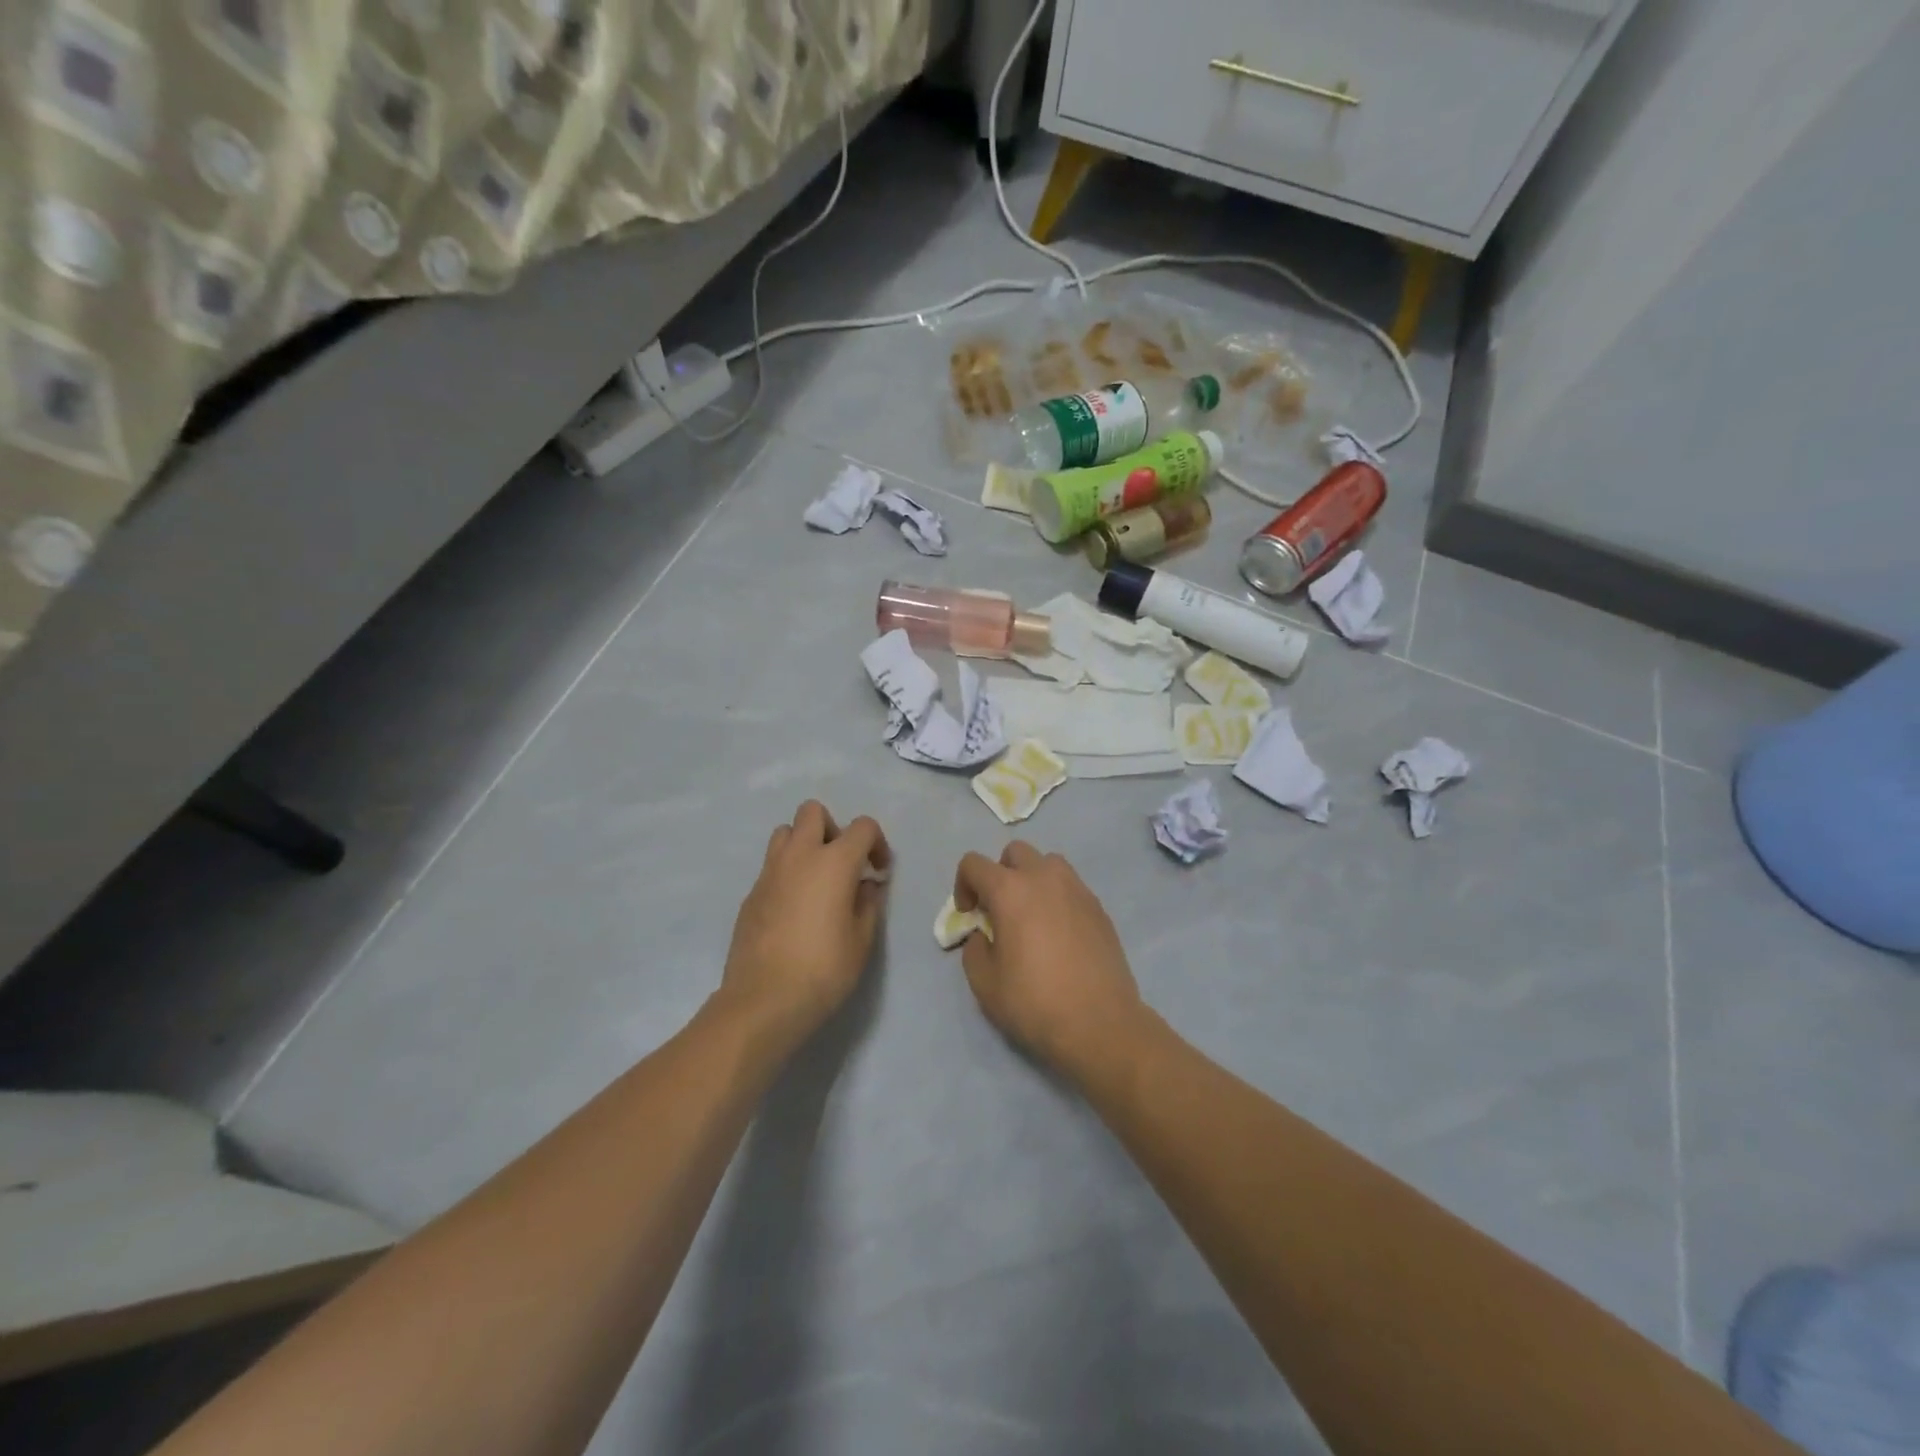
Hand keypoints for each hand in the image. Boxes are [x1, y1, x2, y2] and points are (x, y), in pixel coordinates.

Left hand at [718, 801, 889, 1054]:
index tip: (879, 872)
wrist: (763, 1001)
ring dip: (804, 845)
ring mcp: (769, 873)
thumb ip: (868, 904)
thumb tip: (864, 885)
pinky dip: (787, 873)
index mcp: (833, 862)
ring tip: (816, 880)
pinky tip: (794, 909)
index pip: (862, 826)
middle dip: (832, 829)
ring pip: (785, 832)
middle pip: (813, 812)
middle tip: (842, 864)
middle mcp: (799, 856)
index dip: (877, 844)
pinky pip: (771, 866)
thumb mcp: (862, 940)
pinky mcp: (750, 894)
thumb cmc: (823, 970)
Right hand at [952, 842, 1146, 1083]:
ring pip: (1048, 863)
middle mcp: (1044, 878)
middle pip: (1015, 852)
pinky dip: (1057, 897)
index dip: (963, 885)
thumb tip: (985, 934)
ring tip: (1031, 916)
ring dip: (1032, 879)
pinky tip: (1059, 934)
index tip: (969, 915)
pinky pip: (1071, 886)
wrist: (1100, 1024)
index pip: (974, 863)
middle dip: (1000, 874)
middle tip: (1000, 910)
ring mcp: (1077, 889)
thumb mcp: (985, 983)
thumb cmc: (1035, 1003)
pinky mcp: (1098, 907)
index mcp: (1010, 890)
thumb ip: (975, 948)